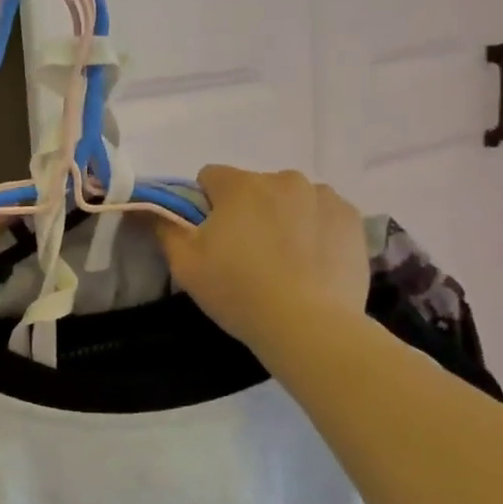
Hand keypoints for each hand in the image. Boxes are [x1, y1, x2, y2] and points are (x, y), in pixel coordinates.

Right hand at [155, 166, 369, 350]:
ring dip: (282, 217)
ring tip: (284, 262)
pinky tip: (312, 263)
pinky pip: (323, 214)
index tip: (210, 237)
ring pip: (290, 199)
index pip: (210, 177)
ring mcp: (323, 196)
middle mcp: (283, 179)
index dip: (204, 205)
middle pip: (253, 188)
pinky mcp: (352, 219)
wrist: (310, 326)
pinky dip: (314, 230)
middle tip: (247, 255)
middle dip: (246, 211)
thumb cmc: (239, 291)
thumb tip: (150, 208)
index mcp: (240, 184)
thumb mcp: (185, 265)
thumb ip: (164, 228)